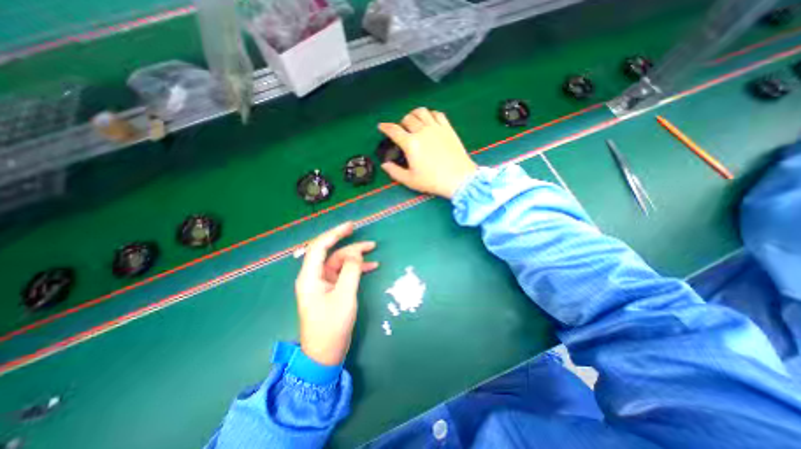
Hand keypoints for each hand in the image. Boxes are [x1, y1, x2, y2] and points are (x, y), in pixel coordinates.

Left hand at [296, 221, 379, 364]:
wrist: (325, 354)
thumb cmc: (331, 326)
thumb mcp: (344, 296)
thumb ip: (350, 271)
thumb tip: (355, 253)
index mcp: (310, 276)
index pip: (320, 247)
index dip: (334, 233)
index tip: (350, 226)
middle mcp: (314, 276)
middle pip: (332, 253)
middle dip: (349, 244)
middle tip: (367, 238)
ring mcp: (323, 283)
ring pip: (339, 262)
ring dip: (355, 256)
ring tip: (373, 250)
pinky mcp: (331, 290)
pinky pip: (343, 273)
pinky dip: (356, 268)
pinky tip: (371, 266)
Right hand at [379, 108, 477, 198]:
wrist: (459, 179)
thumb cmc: (433, 181)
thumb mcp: (410, 180)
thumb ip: (394, 172)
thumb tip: (384, 165)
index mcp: (411, 144)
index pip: (394, 130)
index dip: (385, 127)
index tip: (382, 126)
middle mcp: (422, 131)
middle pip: (407, 119)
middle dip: (401, 123)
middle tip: (401, 130)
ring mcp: (436, 128)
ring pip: (422, 112)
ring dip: (414, 114)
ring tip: (414, 121)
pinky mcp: (448, 129)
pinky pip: (437, 114)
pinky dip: (430, 114)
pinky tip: (430, 121)